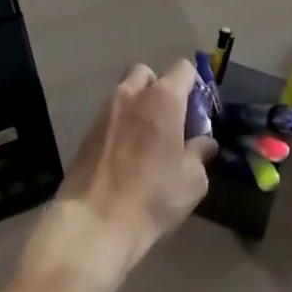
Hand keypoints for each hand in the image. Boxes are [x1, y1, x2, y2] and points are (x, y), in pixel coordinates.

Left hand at [26, 61, 216, 288]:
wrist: (94, 223)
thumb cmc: (152, 197)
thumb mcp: (192, 181)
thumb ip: (200, 153)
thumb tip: (205, 143)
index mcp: (163, 98)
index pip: (183, 68)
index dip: (193, 85)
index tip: (197, 112)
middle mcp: (132, 94)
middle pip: (148, 74)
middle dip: (160, 89)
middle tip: (169, 121)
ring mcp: (105, 110)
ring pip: (125, 93)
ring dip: (137, 106)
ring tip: (145, 140)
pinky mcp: (87, 131)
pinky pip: (110, 116)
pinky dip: (120, 125)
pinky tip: (125, 156)